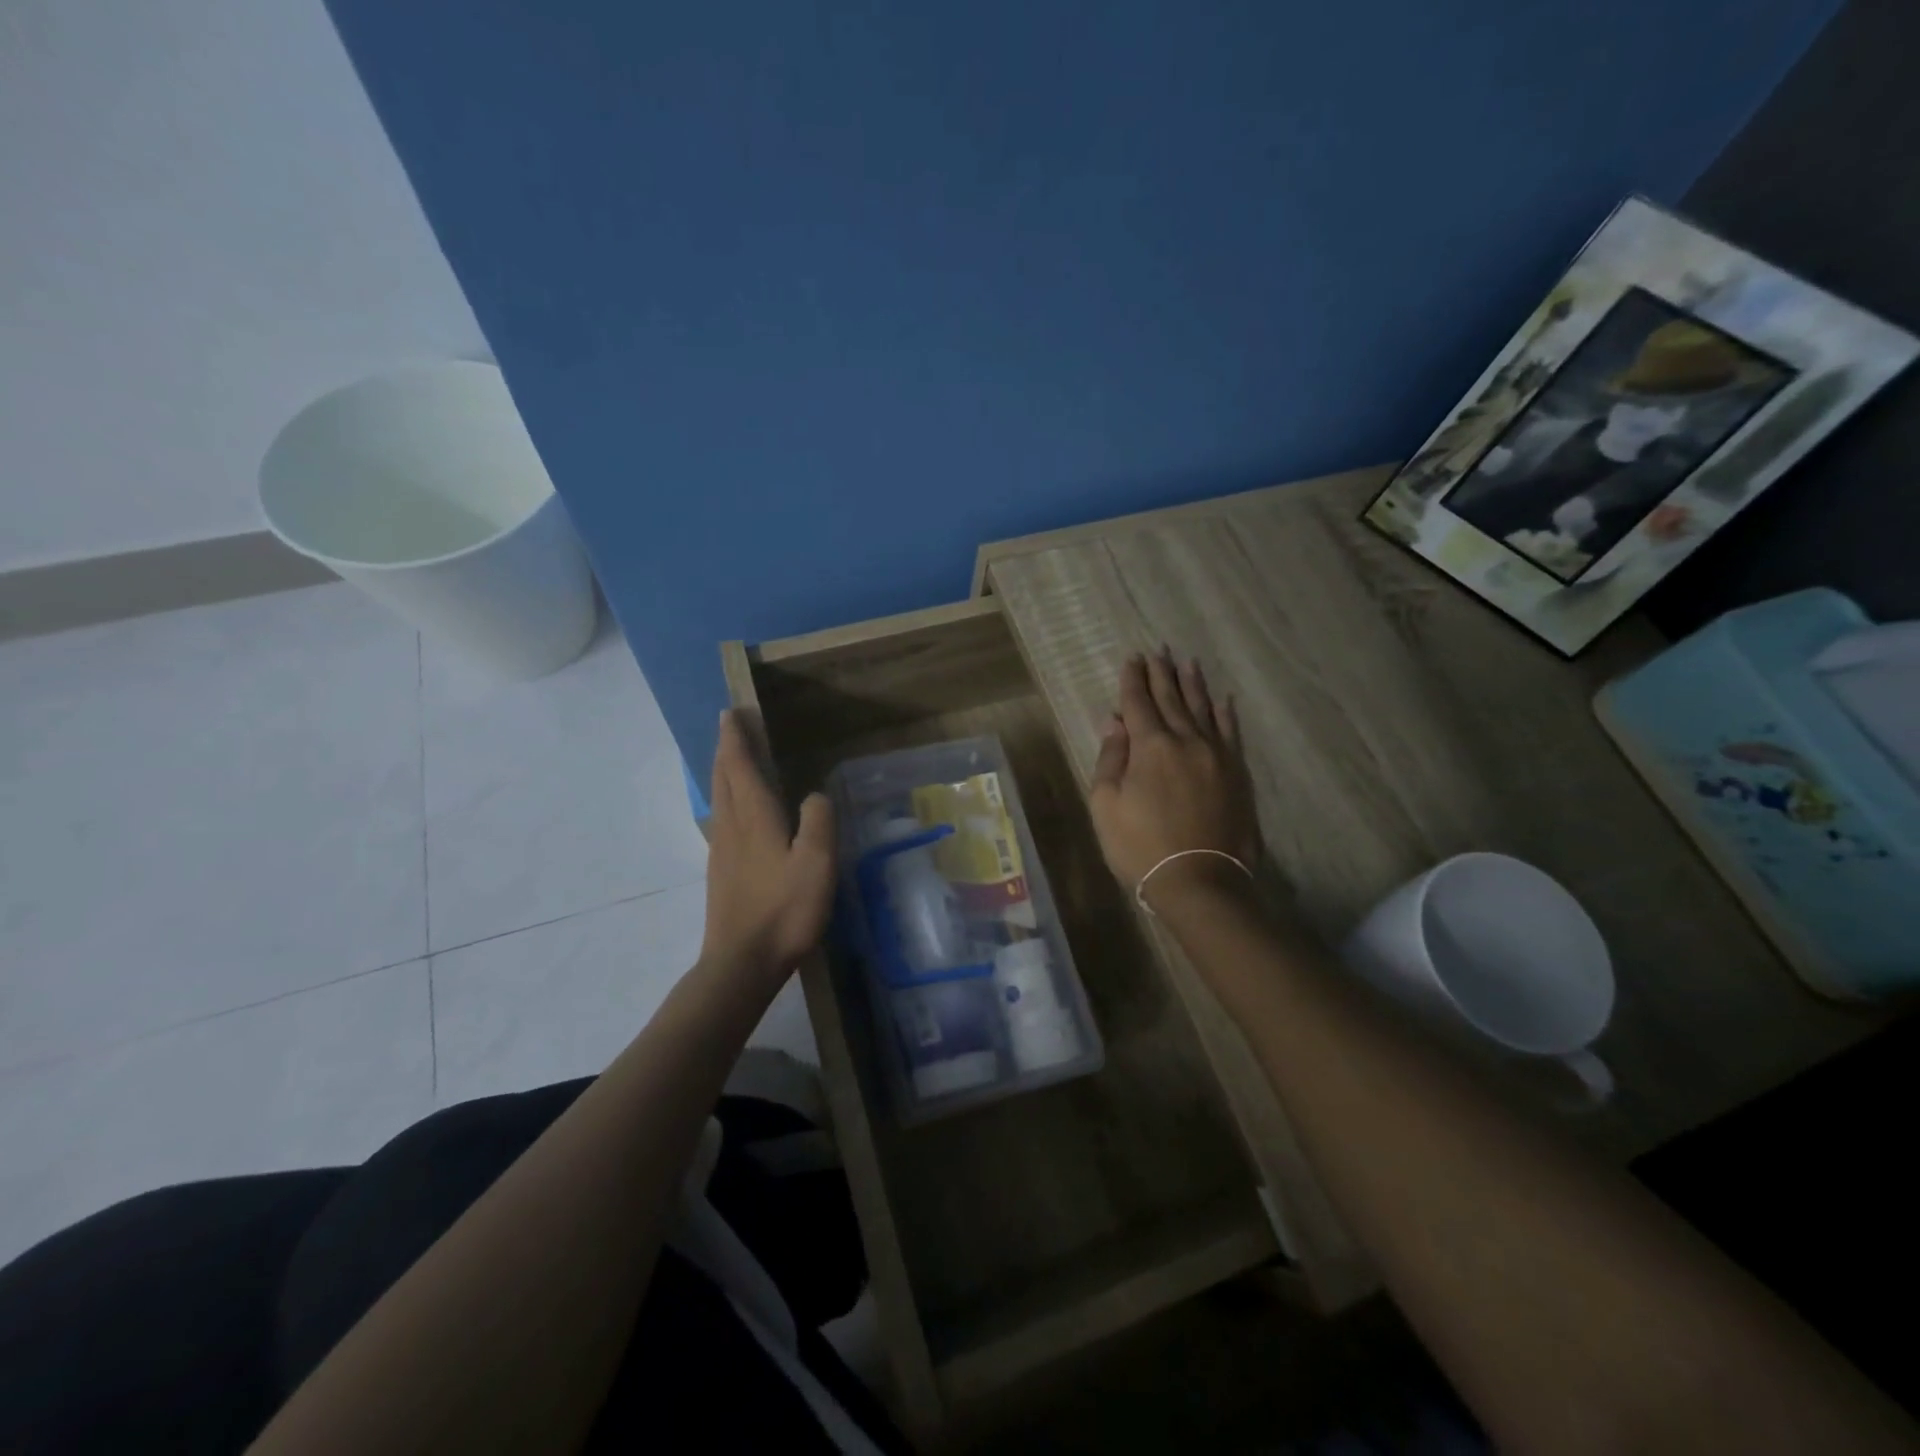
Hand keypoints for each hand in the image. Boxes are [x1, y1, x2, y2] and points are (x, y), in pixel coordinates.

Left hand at [701, 710, 836, 978]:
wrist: (742, 963)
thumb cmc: (784, 910)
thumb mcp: (816, 863)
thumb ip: (818, 821)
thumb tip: (814, 795)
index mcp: (754, 818)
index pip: (740, 765)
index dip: (735, 737)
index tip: (731, 711)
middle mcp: (732, 827)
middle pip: (723, 777)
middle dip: (725, 748)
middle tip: (729, 726)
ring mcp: (722, 851)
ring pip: (719, 798)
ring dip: (723, 772)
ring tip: (731, 758)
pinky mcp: (721, 872)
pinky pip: (721, 819)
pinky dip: (726, 798)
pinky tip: (736, 811)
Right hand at [1088, 649, 1259, 908]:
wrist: (1200, 881)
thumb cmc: (1140, 846)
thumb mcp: (1106, 805)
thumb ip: (1110, 759)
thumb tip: (1114, 722)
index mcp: (1150, 746)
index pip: (1138, 703)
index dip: (1133, 680)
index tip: (1132, 659)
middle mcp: (1186, 740)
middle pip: (1172, 699)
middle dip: (1162, 673)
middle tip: (1158, 651)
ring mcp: (1217, 755)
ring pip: (1203, 709)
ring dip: (1193, 684)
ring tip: (1187, 662)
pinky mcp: (1237, 773)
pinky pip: (1231, 733)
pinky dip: (1225, 713)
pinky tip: (1222, 700)